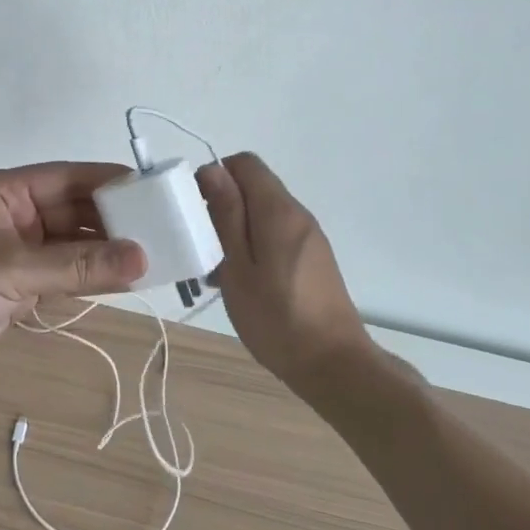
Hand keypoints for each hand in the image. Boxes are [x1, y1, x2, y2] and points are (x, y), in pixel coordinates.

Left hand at [0, 163, 147, 398]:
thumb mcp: (13, 270)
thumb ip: (78, 265)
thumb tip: (142, 258)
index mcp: (3, 191)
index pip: (67, 177)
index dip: (109, 181)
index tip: (153, 188)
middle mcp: (12, 214)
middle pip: (72, 210)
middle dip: (113, 220)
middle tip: (164, 229)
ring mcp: (13, 251)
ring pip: (69, 244)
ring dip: (104, 251)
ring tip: (154, 255)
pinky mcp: (14, 285)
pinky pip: (60, 273)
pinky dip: (87, 276)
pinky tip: (123, 280)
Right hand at [197, 152, 369, 392]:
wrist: (334, 365)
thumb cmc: (276, 317)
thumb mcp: (238, 266)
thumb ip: (226, 215)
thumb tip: (213, 170)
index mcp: (278, 210)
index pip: (244, 163)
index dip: (215, 176)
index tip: (196, 209)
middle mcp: (297, 214)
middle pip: (254, 187)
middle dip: (223, 206)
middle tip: (203, 246)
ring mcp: (309, 237)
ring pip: (263, 213)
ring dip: (237, 230)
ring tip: (218, 271)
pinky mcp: (313, 258)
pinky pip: (277, 235)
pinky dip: (255, 246)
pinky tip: (243, 282)